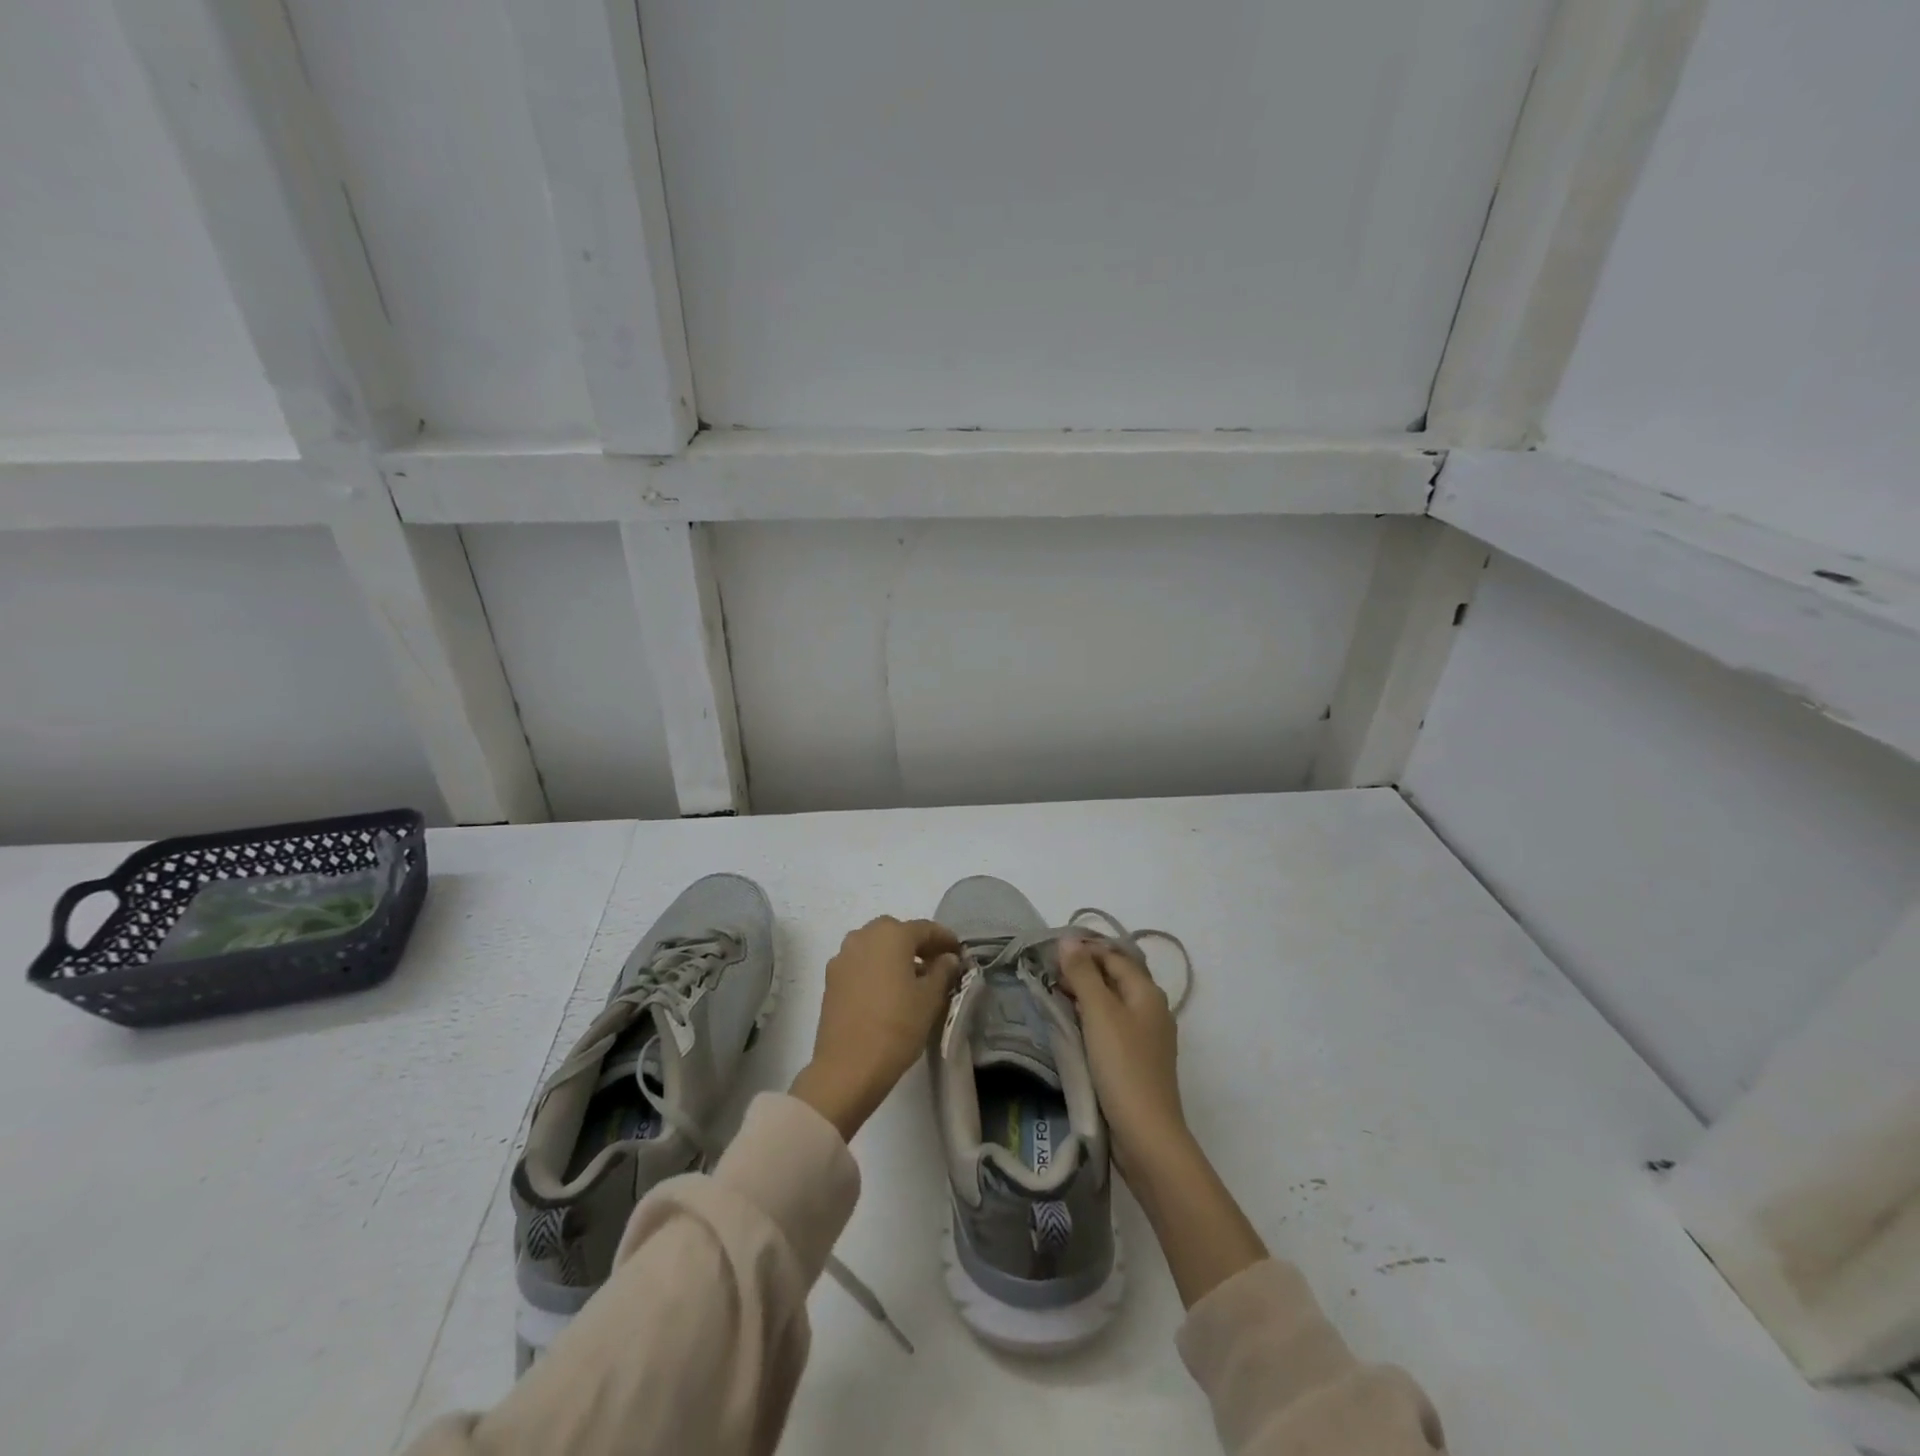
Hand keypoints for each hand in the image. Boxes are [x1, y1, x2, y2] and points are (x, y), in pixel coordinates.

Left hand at [790, 916, 960, 1140]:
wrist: (847, 1067)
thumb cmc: (897, 1027)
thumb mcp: (930, 999)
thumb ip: (942, 971)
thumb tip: (947, 958)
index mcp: (891, 935)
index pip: (925, 928)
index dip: (944, 939)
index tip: (959, 952)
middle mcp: (863, 936)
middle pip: (896, 932)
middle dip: (917, 944)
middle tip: (936, 963)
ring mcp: (843, 957)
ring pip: (875, 946)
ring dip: (894, 955)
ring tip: (911, 978)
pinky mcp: (831, 979)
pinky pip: (860, 963)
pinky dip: (875, 968)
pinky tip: (886, 990)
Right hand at [1058, 935, 1268, 1305]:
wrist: (1146, 1135)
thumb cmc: (1123, 1067)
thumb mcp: (1099, 1014)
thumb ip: (1083, 974)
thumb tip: (1069, 940)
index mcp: (1147, 992)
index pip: (1113, 955)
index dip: (1083, 949)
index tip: (1049, 954)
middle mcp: (1152, 1008)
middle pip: (1115, 976)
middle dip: (1083, 971)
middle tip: (1047, 974)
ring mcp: (1147, 1036)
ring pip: (1112, 1002)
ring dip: (1085, 994)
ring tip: (1052, 995)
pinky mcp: (1137, 1059)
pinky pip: (1112, 1025)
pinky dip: (1091, 1018)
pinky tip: (1071, 1025)